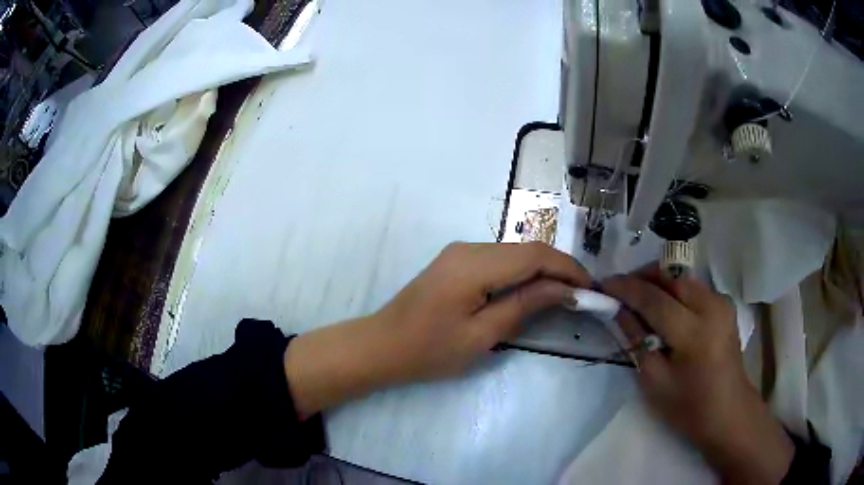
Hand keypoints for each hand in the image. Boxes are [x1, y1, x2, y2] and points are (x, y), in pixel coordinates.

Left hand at [285, 242, 589, 417]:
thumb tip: (564, 289)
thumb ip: (524, 306)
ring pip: (514, 253)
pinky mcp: (456, 261)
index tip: (591, 288)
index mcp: (474, 265)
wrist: (382, 345)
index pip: (535, 255)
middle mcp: (468, 248)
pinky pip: (499, 260)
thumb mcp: (481, 335)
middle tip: (582, 293)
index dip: (568, 268)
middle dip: (559, 268)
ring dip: (542, 270)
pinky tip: (533, 291)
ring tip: (564, 294)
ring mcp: (460, 252)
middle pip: (527, 249)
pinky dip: (522, 273)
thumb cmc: (428, 350)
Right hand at [603, 264, 793, 484]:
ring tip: (638, 298)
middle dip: (642, 276)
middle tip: (620, 290)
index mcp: (694, 332)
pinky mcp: (724, 304)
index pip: (654, 298)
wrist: (728, 411)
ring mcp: (721, 302)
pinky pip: (693, 287)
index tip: (603, 284)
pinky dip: (673, 290)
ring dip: (657, 281)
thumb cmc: (689, 406)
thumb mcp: (655, 381)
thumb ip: (637, 340)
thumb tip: (619, 310)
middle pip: (670, 276)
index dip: (626, 288)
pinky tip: (663, 307)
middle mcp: (711, 306)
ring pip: (682, 277)